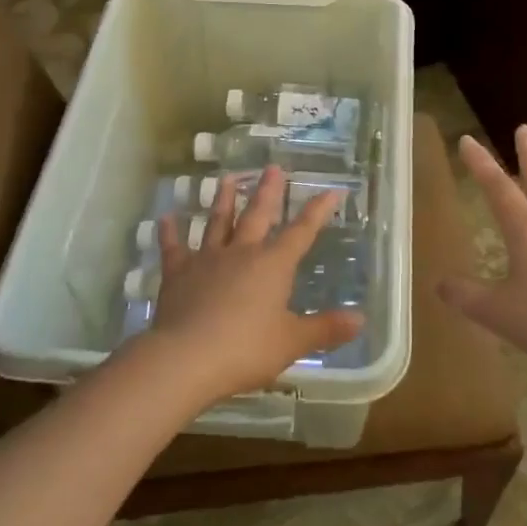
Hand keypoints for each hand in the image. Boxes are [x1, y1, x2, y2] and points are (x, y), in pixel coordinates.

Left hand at [142, 166, 362, 405]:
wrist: (186, 358)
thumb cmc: (245, 349)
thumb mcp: (292, 343)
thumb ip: (325, 329)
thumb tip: (360, 319)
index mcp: (273, 265)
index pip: (301, 231)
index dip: (318, 211)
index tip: (332, 190)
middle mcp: (242, 253)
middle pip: (258, 215)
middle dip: (268, 191)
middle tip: (273, 167)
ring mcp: (207, 260)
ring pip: (218, 223)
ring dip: (224, 200)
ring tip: (228, 178)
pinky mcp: (178, 274)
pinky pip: (174, 249)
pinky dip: (169, 233)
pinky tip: (166, 217)